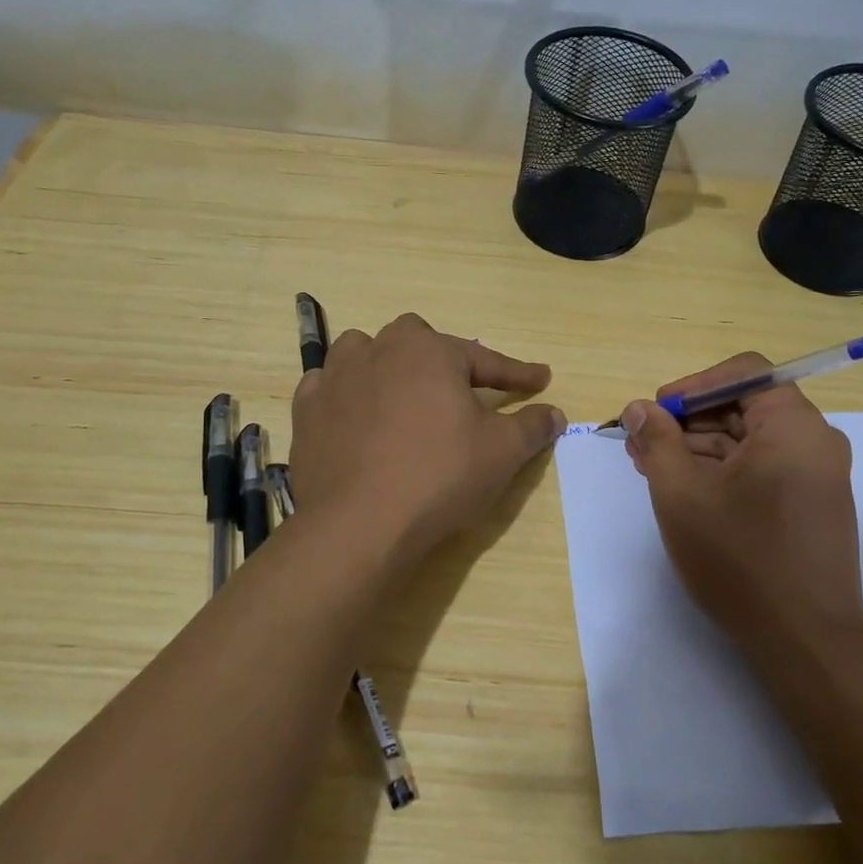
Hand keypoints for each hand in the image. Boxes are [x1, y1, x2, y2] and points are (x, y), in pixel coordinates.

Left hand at [290, 313, 563, 564]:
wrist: (359, 524)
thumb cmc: (439, 476)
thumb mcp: (502, 452)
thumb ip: (532, 426)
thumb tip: (555, 413)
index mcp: (429, 351)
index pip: (485, 358)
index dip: (517, 372)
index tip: (541, 379)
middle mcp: (379, 351)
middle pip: (415, 339)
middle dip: (440, 357)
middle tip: (457, 389)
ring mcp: (336, 379)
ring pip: (363, 352)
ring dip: (384, 365)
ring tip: (399, 392)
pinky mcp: (307, 412)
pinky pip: (327, 388)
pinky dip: (345, 395)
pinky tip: (354, 416)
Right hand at [621, 353, 862, 655]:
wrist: (804, 642)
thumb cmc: (740, 558)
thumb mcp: (681, 493)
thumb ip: (657, 441)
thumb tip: (639, 409)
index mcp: (794, 426)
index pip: (745, 372)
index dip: (693, 385)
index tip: (657, 412)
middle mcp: (815, 442)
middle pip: (745, 406)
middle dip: (688, 420)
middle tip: (642, 444)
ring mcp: (817, 476)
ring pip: (750, 440)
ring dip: (699, 447)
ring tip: (652, 469)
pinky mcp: (810, 506)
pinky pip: (762, 468)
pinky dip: (723, 471)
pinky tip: (686, 491)